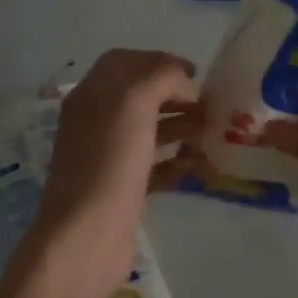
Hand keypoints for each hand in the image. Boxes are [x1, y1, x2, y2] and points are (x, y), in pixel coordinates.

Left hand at [35, 50, 199, 283]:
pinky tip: (199, 166)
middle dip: (176, 96)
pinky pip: (153, 165)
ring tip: (211, 135)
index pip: (125, 61)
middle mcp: (96, 120)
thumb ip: (161, 76)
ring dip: (181, 127)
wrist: (86, 235)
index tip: (196, 75)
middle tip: (210, 107)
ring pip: (149, 130)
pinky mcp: (121, 188)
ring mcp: (107, 156)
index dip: (160, 61)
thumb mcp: (135, 102)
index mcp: (92, 94)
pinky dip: (177, 161)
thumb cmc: (110, 163)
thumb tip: (184, 83)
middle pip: (140, 95)